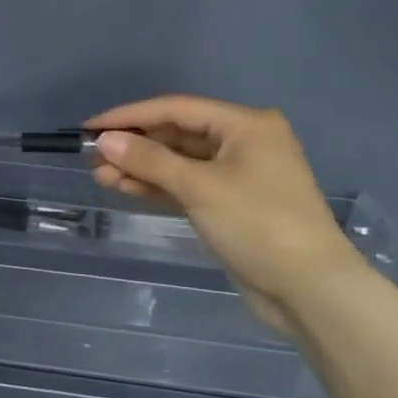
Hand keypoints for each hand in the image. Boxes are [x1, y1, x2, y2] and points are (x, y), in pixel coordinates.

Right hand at [85, 96, 367, 333]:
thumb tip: (104, 140)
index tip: (89, 128)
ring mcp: (237, 174)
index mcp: (245, 125)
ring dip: (140, 167)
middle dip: (134, 145)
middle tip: (91, 157)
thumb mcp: (199, 187)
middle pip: (176, 134)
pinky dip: (157, 186)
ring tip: (99, 175)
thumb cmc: (258, 224)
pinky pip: (186, 185)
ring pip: (178, 162)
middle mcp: (243, 142)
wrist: (308, 288)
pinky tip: (124, 187)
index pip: (176, 109)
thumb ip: (149, 160)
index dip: (129, 116)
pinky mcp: (229, 204)